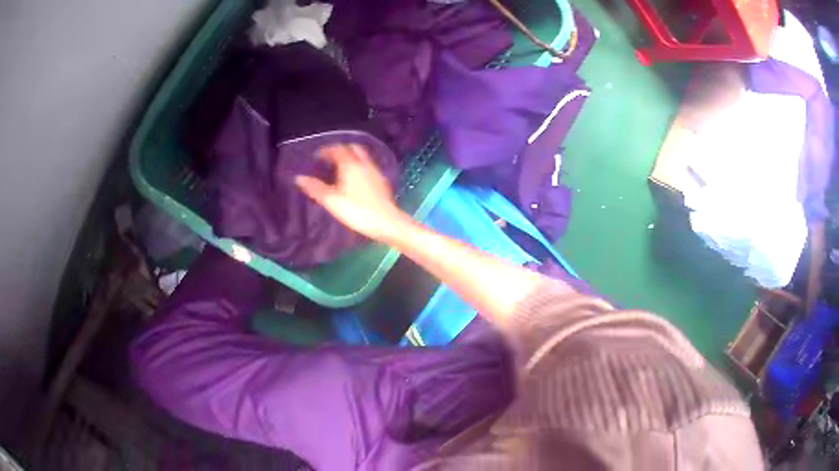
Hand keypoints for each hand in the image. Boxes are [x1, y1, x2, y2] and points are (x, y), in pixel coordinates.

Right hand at [295, 144, 409, 241]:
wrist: (387, 223)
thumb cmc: (357, 211)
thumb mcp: (332, 201)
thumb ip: (315, 188)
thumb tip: (299, 178)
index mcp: (350, 165)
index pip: (337, 149)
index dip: (326, 150)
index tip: (317, 156)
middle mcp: (364, 164)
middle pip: (352, 148)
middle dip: (340, 149)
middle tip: (330, 158)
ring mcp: (375, 171)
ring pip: (362, 156)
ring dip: (351, 156)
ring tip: (341, 167)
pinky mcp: (382, 181)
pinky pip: (369, 166)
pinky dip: (360, 166)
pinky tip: (356, 178)